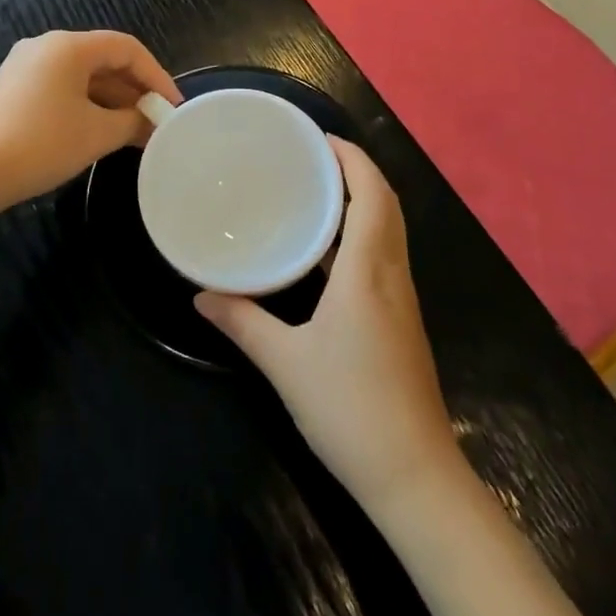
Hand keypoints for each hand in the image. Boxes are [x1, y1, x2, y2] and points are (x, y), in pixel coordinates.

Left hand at [0, 30, 180, 209]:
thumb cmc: (41, 145)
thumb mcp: (96, 134)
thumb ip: (132, 121)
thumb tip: (152, 121)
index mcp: (68, 46)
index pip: (127, 48)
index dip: (156, 75)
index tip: (172, 107)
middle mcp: (46, 46)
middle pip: (104, 59)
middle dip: (134, 90)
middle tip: (157, 121)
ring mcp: (26, 66)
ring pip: (83, 76)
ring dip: (112, 101)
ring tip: (135, 132)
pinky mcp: (14, 89)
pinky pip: (63, 88)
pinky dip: (88, 105)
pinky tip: (101, 132)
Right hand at [196, 138, 458, 508]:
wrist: (415, 477)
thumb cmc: (350, 409)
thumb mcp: (285, 364)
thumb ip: (242, 323)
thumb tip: (200, 295)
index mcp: (368, 272)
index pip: (372, 195)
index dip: (352, 159)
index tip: (320, 138)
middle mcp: (392, 275)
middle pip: (387, 204)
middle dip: (357, 171)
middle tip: (313, 157)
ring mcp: (403, 299)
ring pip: (390, 229)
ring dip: (363, 199)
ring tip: (316, 190)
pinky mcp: (402, 321)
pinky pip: (386, 254)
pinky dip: (364, 231)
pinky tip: (329, 250)